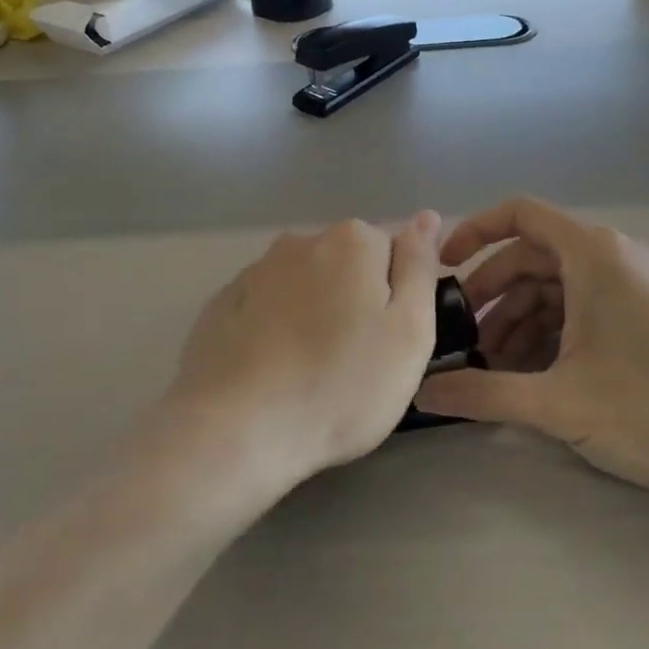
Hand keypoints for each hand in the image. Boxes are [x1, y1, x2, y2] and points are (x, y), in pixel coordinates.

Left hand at [164, 212, 442, 496]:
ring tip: (311, 371)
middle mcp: (301, 241)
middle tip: (356, 362)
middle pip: (346, 265)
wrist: (238, 430)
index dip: (397, 297)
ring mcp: (255, 271)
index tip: (388, 342)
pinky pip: (265, 308)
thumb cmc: (342, 385)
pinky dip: (275, 329)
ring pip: (304, 285)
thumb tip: (426, 218)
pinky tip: (273, 372)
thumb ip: (420, 267)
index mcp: (353, 241)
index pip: (392, 251)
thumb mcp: (409, 331)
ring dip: (313, 314)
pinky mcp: (221, 304)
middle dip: (354, 301)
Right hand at [414, 198, 648, 496]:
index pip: (520, 213)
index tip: (443, 268)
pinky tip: (534, 374)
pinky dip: (551, 332)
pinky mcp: (646, 312)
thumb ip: (483, 393)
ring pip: (557, 286)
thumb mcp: (558, 402)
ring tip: (494, 369)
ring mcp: (633, 284)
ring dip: (520, 320)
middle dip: (493, 295)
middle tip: (463, 339)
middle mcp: (613, 256)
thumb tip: (421, 393)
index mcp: (593, 254)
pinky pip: (582, 306)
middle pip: (533, 256)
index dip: (474, 231)